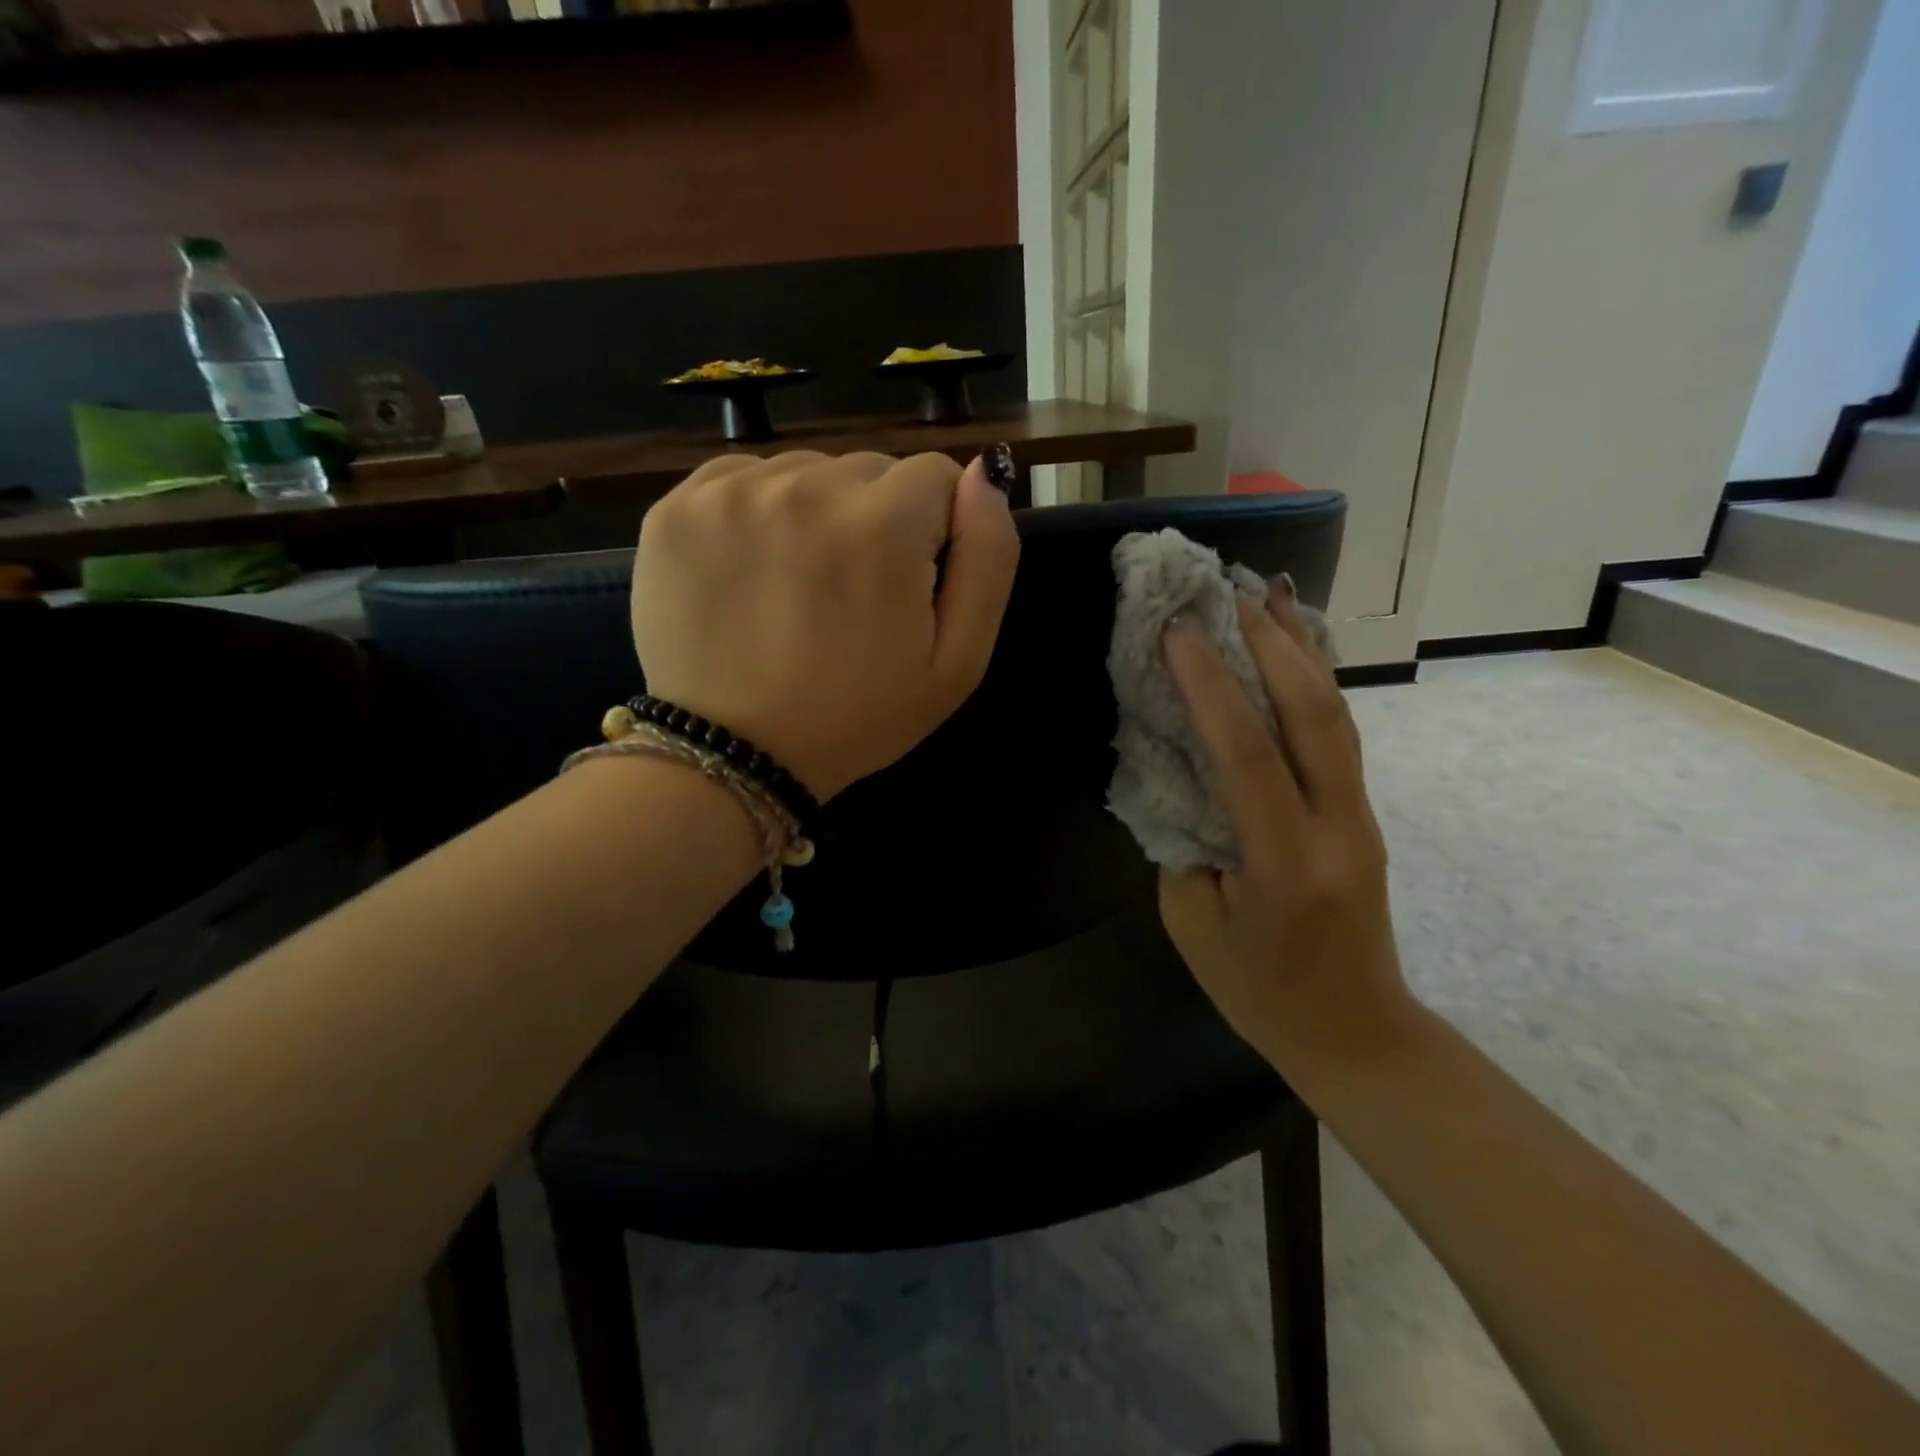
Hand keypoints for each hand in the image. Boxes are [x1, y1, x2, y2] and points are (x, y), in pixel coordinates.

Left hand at [631, 450, 1019, 800]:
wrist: (735, 755)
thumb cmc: (858, 717)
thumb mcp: (957, 663)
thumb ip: (990, 560)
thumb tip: (985, 474)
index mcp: (882, 526)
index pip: (935, 475)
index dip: (934, 530)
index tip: (908, 583)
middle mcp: (806, 488)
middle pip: (869, 470)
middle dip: (877, 519)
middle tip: (852, 595)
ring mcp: (733, 493)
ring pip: (807, 471)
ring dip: (817, 514)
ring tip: (799, 587)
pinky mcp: (679, 507)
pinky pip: (744, 479)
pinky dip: (759, 513)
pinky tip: (754, 571)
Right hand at [1158, 584, 1421, 1088]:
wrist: (1358, 1034)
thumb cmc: (1260, 992)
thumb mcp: (1192, 923)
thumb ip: (1183, 837)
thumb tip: (1177, 768)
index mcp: (1284, 862)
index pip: (1245, 753)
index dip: (1208, 684)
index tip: (1176, 628)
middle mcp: (1336, 825)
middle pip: (1313, 713)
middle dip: (1267, 641)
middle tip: (1223, 587)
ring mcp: (1359, 815)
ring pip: (1335, 713)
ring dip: (1298, 646)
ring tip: (1266, 590)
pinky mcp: (1361, 812)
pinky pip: (1337, 732)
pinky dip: (1313, 678)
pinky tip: (1296, 644)